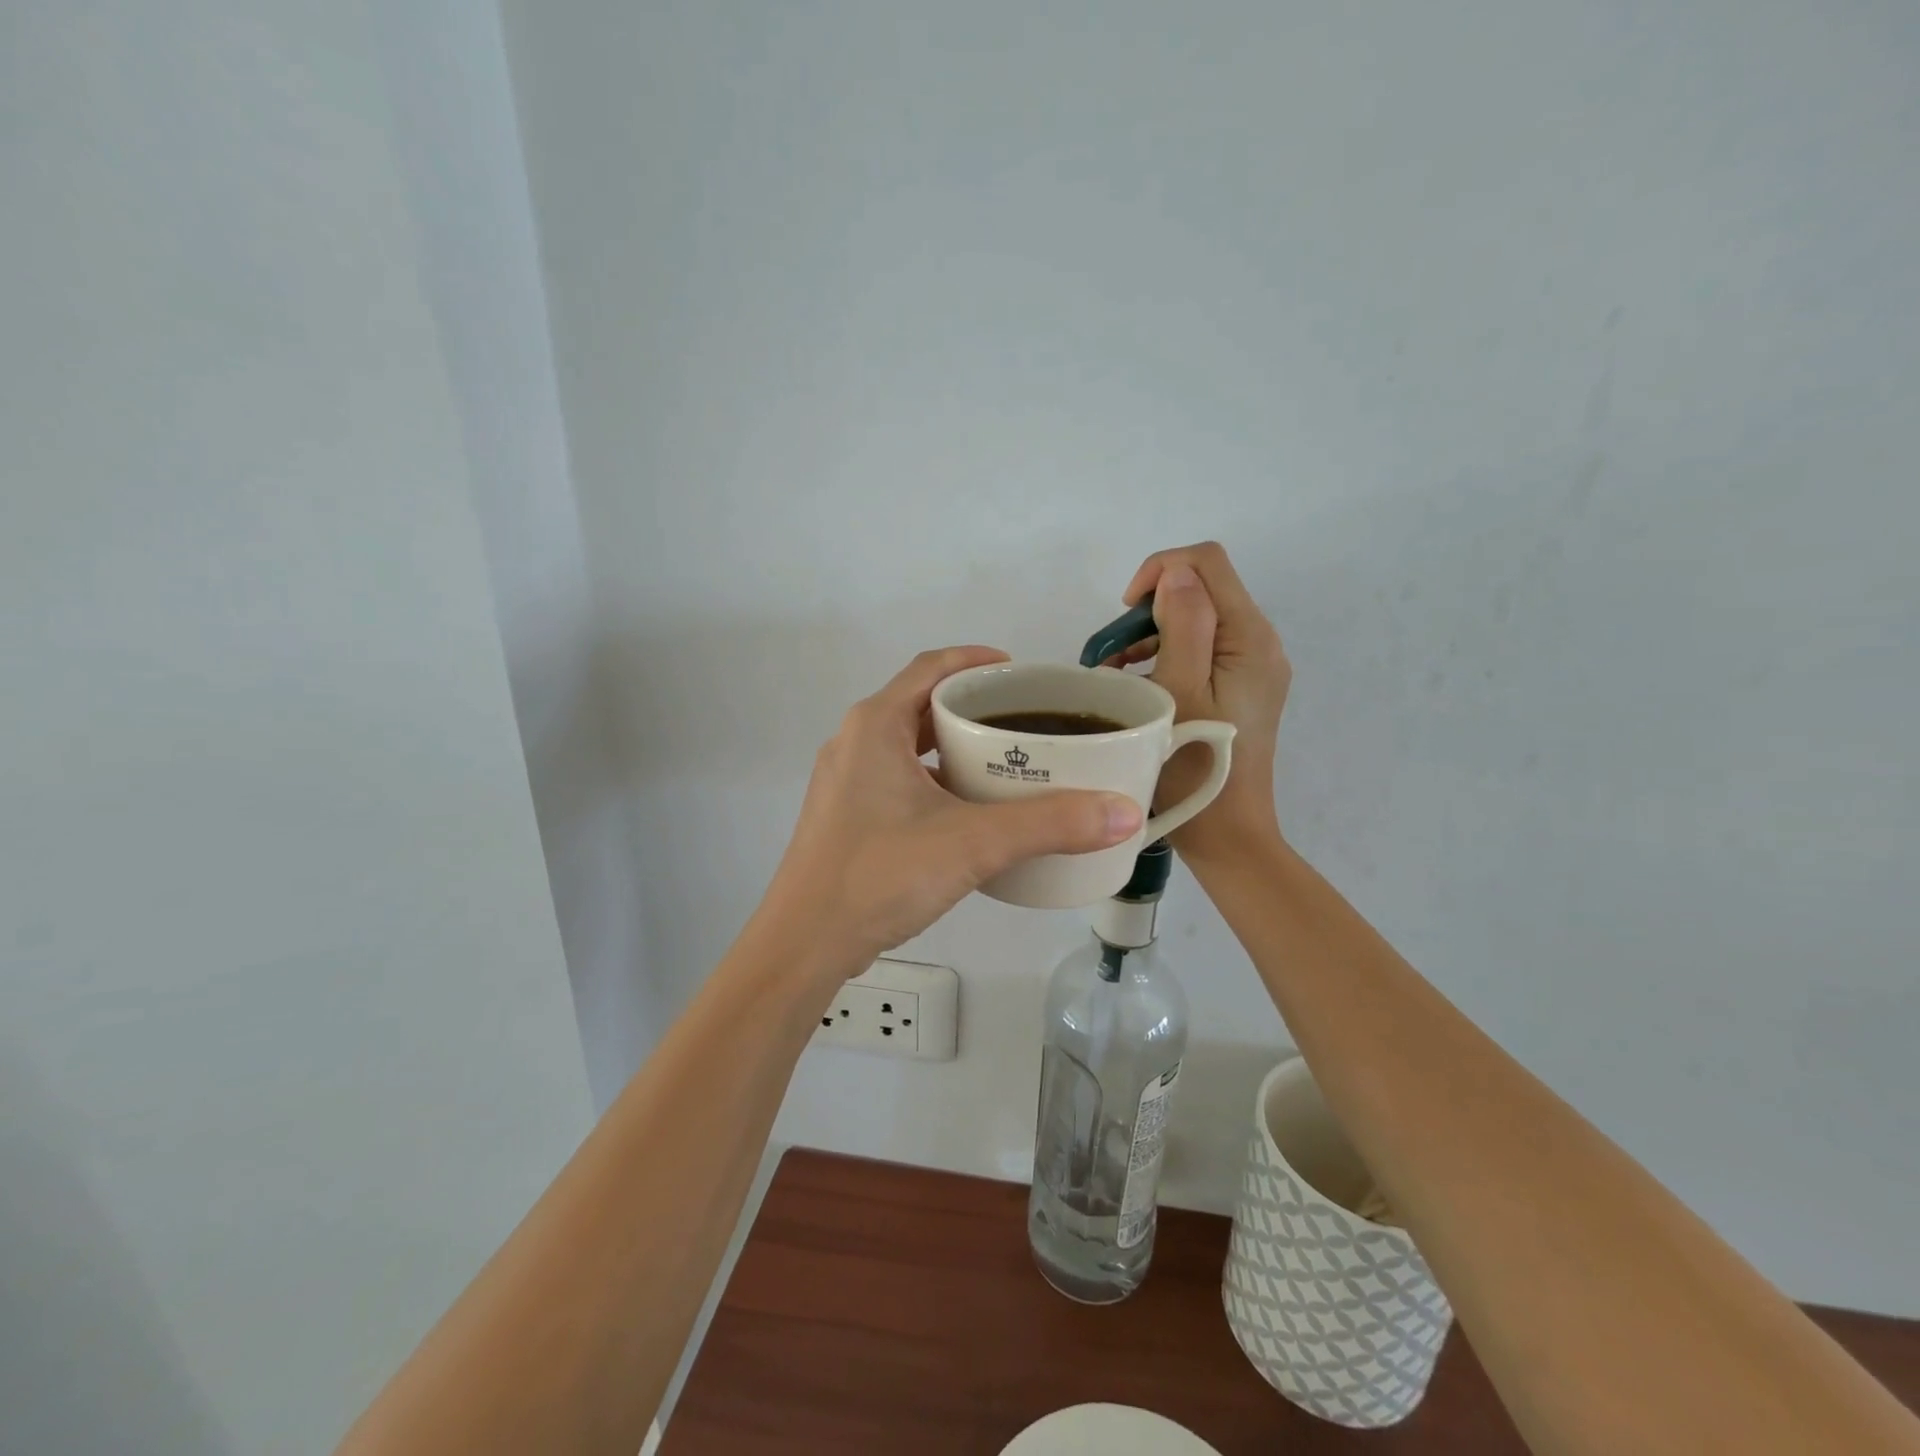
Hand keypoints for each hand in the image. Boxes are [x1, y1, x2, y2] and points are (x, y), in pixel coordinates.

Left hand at [761, 646, 1143, 980]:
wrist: (804, 944)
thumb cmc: (880, 875)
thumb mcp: (973, 843)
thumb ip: (1050, 824)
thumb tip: (1124, 812)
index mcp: (875, 725)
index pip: (932, 667)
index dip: (976, 660)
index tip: (1020, 672)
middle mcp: (855, 742)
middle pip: (921, 704)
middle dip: (972, 707)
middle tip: (1025, 721)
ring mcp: (845, 781)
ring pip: (909, 745)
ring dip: (953, 746)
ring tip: (1006, 761)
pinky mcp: (846, 816)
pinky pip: (898, 778)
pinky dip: (935, 779)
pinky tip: (968, 809)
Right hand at [1108, 543, 1289, 862]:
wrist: (1227, 834)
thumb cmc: (1194, 765)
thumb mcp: (1179, 690)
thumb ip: (1183, 623)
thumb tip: (1175, 576)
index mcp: (1249, 637)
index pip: (1207, 562)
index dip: (1160, 570)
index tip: (1123, 614)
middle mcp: (1260, 643)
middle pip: (1203, 588)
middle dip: (1150, 607)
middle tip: (1111, 652)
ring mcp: (1253, 667)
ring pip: (1198, 619)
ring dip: (1152, 632)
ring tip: (1115, 671)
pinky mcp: (1242, 688)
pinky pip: (1202, 649)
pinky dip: (1166, 653)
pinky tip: (1137, 683)